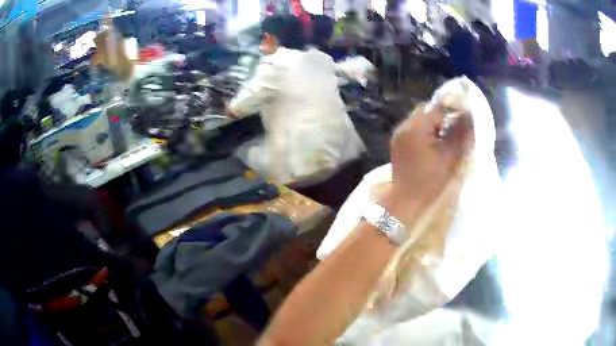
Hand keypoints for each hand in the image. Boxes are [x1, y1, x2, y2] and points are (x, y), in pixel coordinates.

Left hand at [382, 104, 473, 224]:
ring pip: (420, 119)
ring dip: (435, 123)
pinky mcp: (397, 143)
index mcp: (416, 126)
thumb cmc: (430, 180)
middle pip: (427, 110)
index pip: (438, 107)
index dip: (453, 109)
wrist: (406, 202)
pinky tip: (436, 142)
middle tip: (458, 125)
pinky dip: (426, 130)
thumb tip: (470, 115)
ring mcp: (399, 134)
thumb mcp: (450, 156)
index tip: (466, 116)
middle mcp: (404, 125)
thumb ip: (461, 133)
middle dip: (444, 115)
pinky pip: (414, 128)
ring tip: (448, 134)